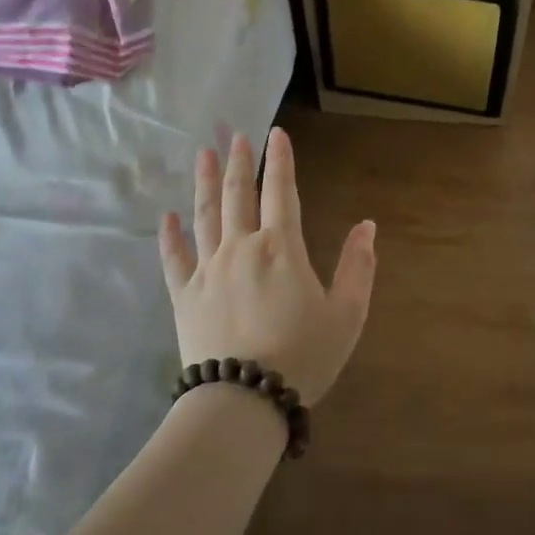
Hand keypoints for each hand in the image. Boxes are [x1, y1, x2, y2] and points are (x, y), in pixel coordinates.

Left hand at [158, 128, 375, 407]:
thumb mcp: (347, 314)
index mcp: (281, 247)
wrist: (244, 401)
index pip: (282, 191)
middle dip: (239, 162)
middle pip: (238, 194)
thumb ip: (358, 267)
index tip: (276, 133)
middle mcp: (241, 247)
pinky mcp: (184, 295)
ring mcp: (208, 269)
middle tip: (236, 135)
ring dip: (205, 182)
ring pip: (204, 215)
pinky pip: (174, 258)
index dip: (280, 160)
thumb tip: (367, 225)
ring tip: (204, 154)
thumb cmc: (303, 357)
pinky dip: (170, 235)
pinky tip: (167, 216)